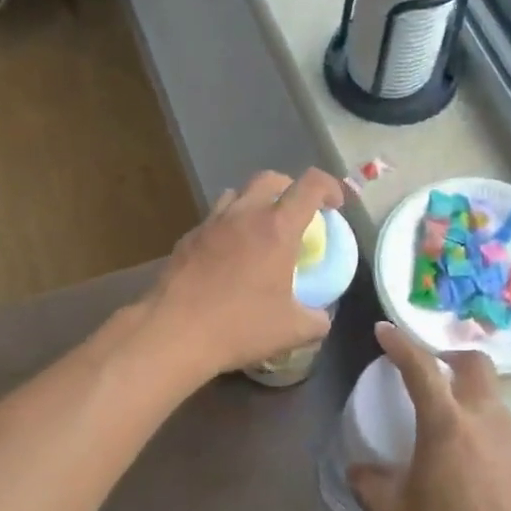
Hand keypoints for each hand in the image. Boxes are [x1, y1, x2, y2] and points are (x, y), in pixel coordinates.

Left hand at [143, 169, 346, 381]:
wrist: (174, 332)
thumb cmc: (240, 326)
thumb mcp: (292, 331)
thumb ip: (316, 320)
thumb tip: (321, 317)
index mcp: (277, 228)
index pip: (310, 185)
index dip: (330, 187)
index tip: (335, 207)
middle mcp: (244, 214)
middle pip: (271, 179)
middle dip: (291, 189)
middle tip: (298, 215)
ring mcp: (211, 223)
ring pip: (237, 193)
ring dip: (256, 203)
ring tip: (261, 231)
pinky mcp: (187, 239)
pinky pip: (214, 219)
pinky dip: (229, 226)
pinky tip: (228, 257)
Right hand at [352, 323, 510, 510]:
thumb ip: (370, 483)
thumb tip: (360, 468)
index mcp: (448, 426)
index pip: (420, 367)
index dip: (399, 343)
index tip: (384, 330)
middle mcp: (488, 422)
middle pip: (475, 364)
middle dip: (449, 356)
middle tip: (428, 371)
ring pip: (493, 399)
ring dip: (469, 398)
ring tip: (447, 431)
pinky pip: (506, 433)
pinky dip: (485, 431)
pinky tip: (473, 471)